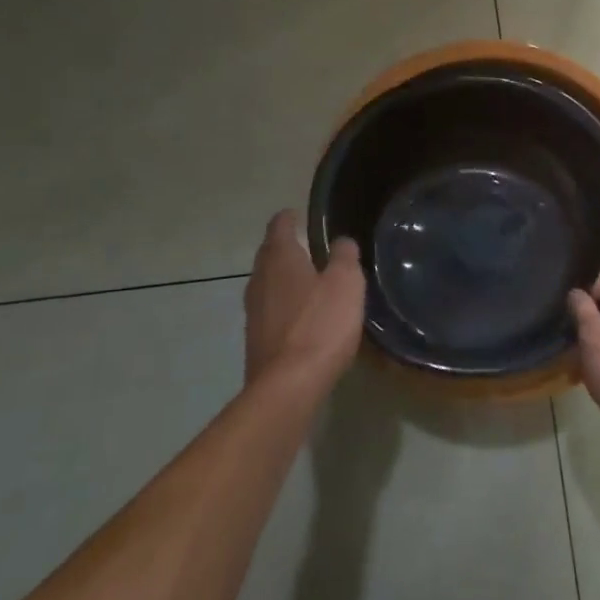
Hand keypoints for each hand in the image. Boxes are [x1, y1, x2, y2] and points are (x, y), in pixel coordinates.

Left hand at [244, 211, 365, 393]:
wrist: (288, 385)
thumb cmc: (320, 324)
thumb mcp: (346, 283)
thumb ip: (344, 257)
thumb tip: (341, 241)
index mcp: (280, 259)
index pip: (279, 227)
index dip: (288, 218)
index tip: (297, 214)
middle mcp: (260, 280)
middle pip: (268, 254)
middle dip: (282, 246)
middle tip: (303, 243)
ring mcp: (254, 311)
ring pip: (266, 283)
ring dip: (282, 277)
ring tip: (303, 277)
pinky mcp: (256, 339)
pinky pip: (269, 309)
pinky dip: (282, 303)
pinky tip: (299, 314)